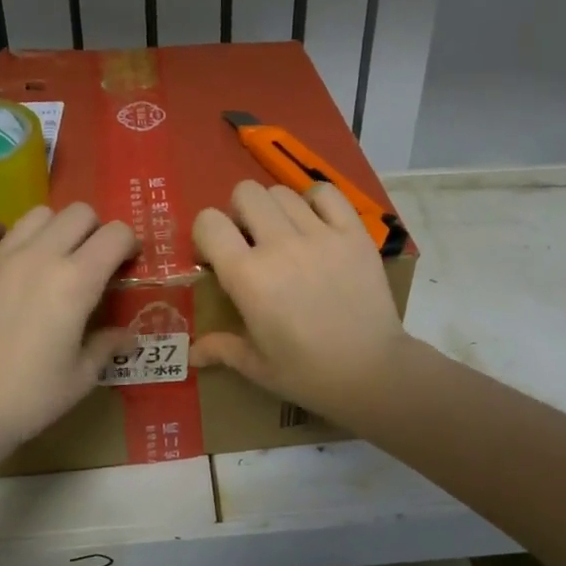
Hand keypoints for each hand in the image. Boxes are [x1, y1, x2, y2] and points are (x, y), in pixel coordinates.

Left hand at [0, 203, 136, 449]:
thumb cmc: (33, 396)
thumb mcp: (83, 375)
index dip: (128, 244)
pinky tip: (1, 250)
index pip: (115, 235)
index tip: (126, 264)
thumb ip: (107, 345)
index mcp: (76, 281)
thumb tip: (127, 337)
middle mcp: (39, 257)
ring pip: (35, 215)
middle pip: (78, 213)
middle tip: (90, 261)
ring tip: (48, 257)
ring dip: (51, 229)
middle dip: (93, 231)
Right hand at [191, 180, 412, 424]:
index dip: (207, 234)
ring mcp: (320, 235)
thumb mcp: (257, 366)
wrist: (373, 372)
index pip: (209, 222)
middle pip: (246, 193)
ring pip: (282, 192)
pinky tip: (316, 225)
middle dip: (240, 213)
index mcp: (247, 276)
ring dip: (275, 210)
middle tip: (251, 242)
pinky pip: (326, 193)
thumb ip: (221, 349)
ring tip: (286, 237)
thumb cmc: (308, 373)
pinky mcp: (354, 233)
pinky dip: (315, 202)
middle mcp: (279, 245)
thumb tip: (192, 353)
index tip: (216, 256)